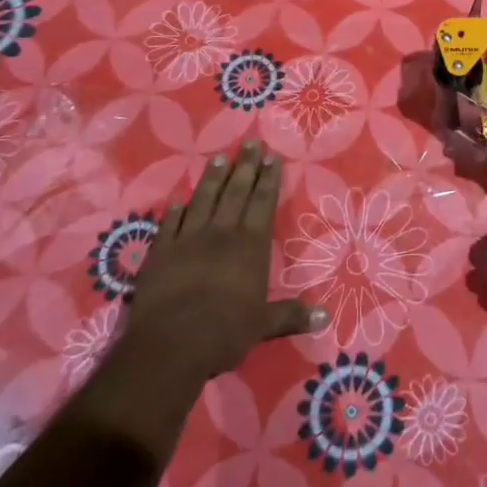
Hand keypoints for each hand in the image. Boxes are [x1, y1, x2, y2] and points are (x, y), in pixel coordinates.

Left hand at [81, 142, 325, 442]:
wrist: (171, 344)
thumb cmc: (224, 332)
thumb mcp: (263, 325)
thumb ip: (291, 315)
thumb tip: (325, 316)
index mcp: (250, 245)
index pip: (262, 203)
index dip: (268, 179)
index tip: (272, 156)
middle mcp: (221, 233)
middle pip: (235, 192)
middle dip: (245, 166)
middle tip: (251, 143)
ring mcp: (188, 239)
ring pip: (203, 200)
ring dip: (212, 178)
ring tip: (219, 157)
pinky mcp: (161, 252)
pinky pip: (170, 224)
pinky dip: (175, 211)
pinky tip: (177, 200)